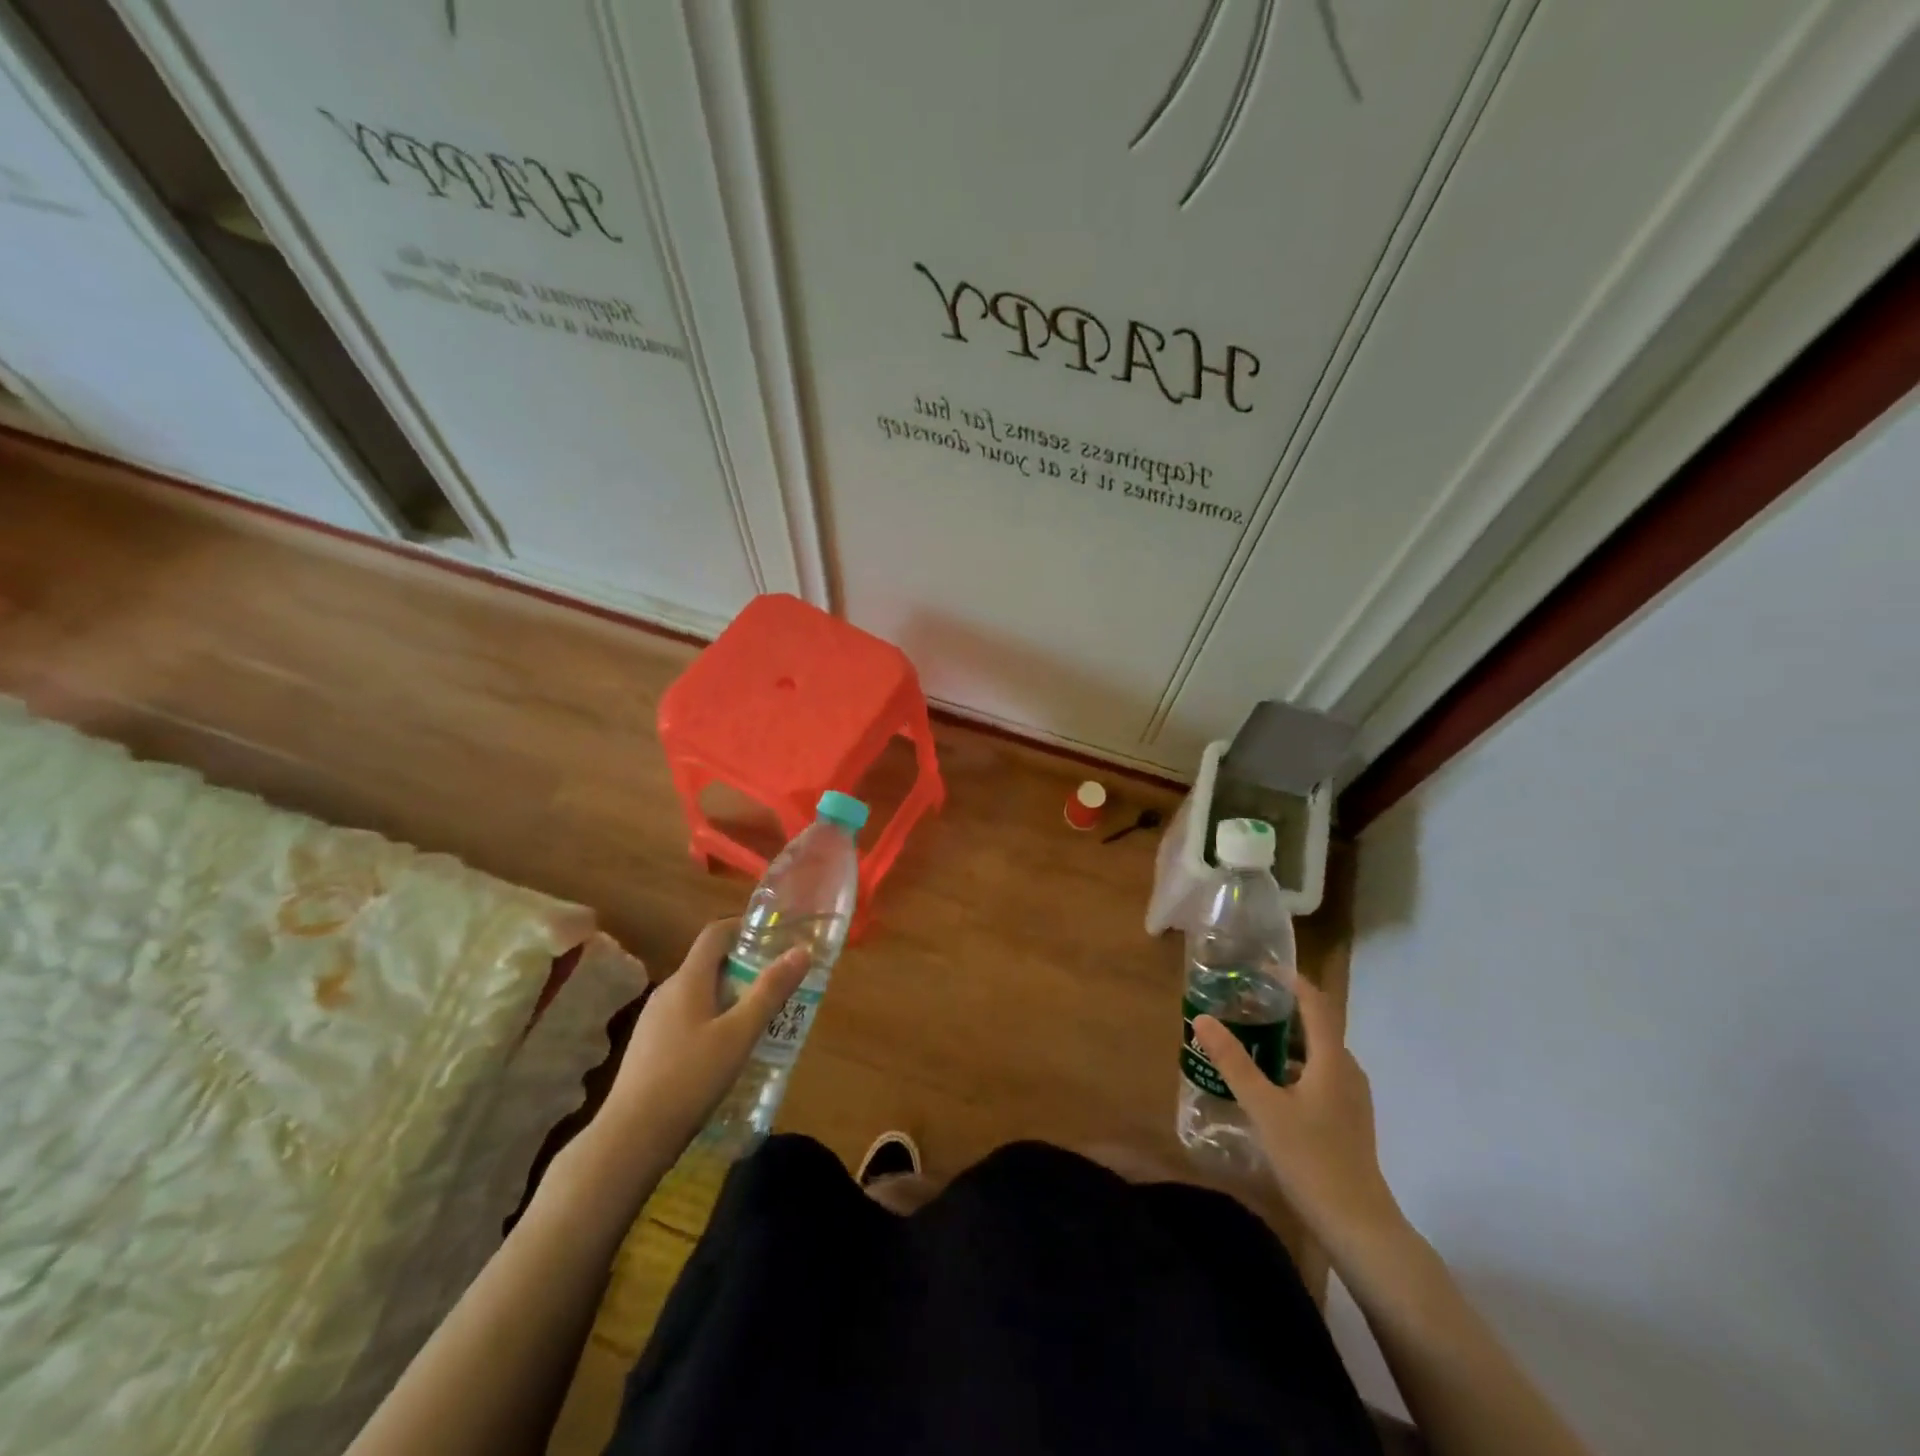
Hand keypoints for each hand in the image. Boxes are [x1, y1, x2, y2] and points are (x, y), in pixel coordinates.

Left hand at [600, 918, 808, 1165]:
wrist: (630, 1139)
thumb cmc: (690, 1078)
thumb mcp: (739, 1034)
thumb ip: (770, 992)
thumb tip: (801, 951)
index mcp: (687, 980)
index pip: (715, 934)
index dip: (744, 926)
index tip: (774, 935)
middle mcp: (667, 992)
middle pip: (709, 964)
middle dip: (744, 965)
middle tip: (778, 981)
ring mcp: (654, 1021)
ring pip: (699, 993)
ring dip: (730, 995)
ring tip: (761, 1016)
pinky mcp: (650, 1049)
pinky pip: (688, 1018)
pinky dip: (713, 1019)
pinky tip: (728, 1050)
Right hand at [1193, 978, 1409, 1267]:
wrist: (1359, 1227)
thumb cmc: (1311, 1159)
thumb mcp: (1263, 1107)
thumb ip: (1233, 1061)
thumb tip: (1203, 1018)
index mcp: (1332, 1060)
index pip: (1316, 1003)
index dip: (1291, 981)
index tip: (1259, 969)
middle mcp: (1346, 1071)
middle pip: (1316, 1027)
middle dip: (1280, 1011)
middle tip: (1242, 1005)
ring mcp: (1350, 1098)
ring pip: (1316, 1054)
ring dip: (1284, 1041)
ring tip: (1246, 1040)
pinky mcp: (1347, 1121)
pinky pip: (1318, 1077)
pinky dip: (1292, 1067)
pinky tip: (1265, 1085)